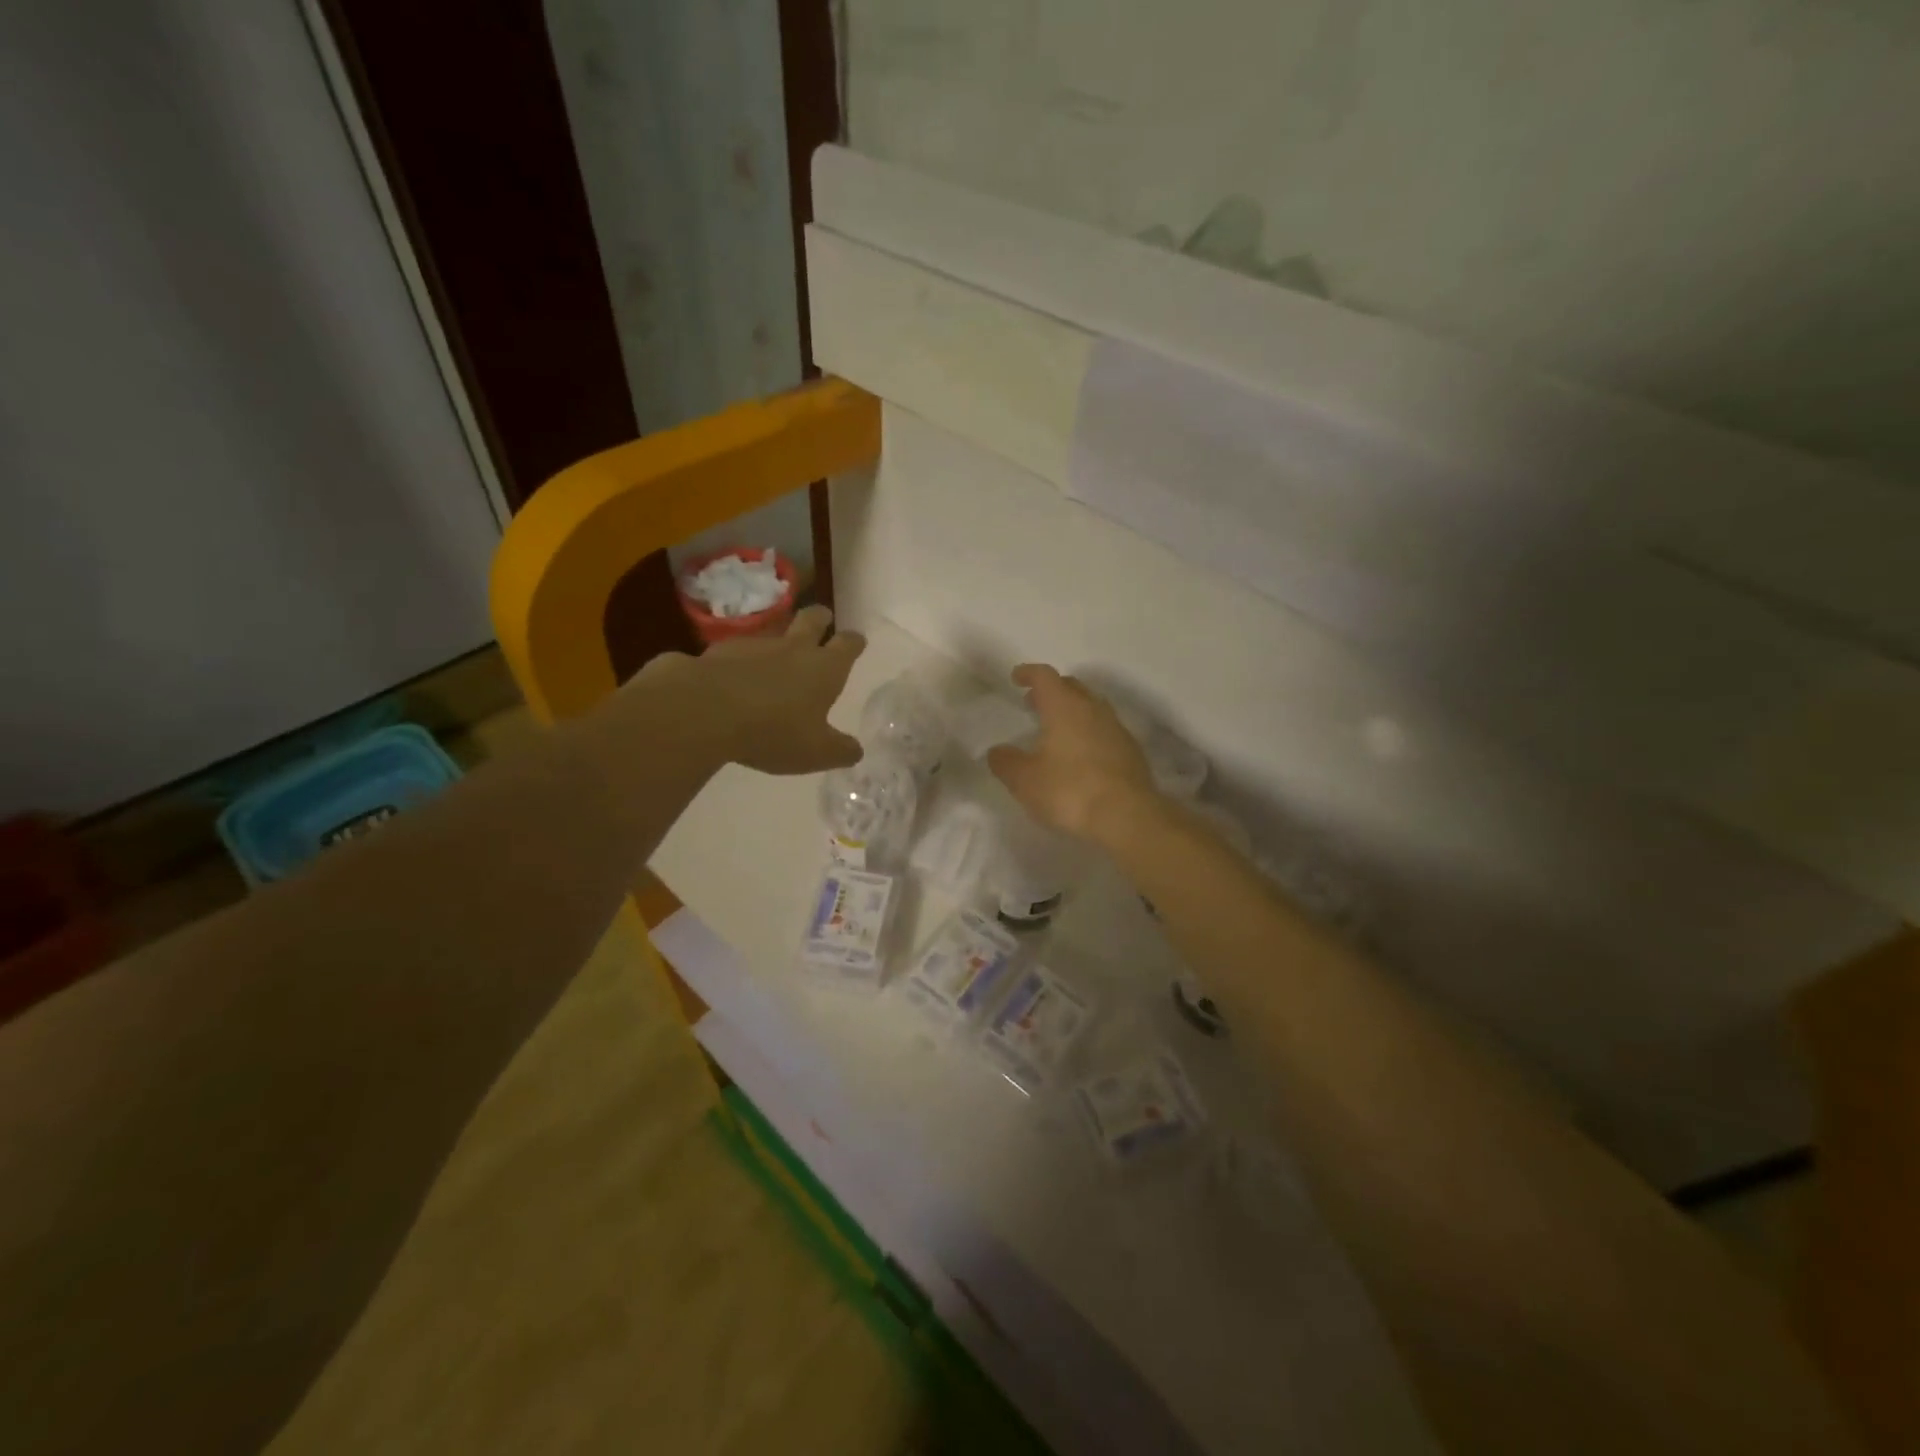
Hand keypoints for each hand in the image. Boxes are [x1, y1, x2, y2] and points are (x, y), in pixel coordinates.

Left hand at [639, 605, 866, 774]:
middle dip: (821, 618)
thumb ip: (840, 751)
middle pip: (812, 620)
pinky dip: (743, 660)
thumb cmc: (773, 731)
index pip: (847, 644)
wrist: (704, 711)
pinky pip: (738, 651)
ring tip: (777, 656)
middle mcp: (793, 648)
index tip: (857, 640)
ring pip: (774, 633)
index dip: (854, 642)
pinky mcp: (719, 651)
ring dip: (780, 639)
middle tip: (823, 620)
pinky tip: (736, 677)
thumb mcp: (816, 753)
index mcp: (824, 668)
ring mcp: (754, 645)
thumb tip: (855, 750)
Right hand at [987, 664, 1157, 842]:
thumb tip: (997, 751)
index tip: (1016, 677)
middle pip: (1071, 686)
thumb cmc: (1070, 790)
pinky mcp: (1131, 751)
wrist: (1127, 816)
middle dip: (1051, 690)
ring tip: (1056, 728)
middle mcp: (1093, 709)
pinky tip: (1081, 754)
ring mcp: (1116, 729)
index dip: (1028, 673)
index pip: (1045, 676)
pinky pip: (1105, 730)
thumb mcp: (1025, 781)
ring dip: (1072, 711)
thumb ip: (1006, 762)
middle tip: (1034, 702)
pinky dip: (1089, 732)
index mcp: (1064, 707)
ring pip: (1091, 707)